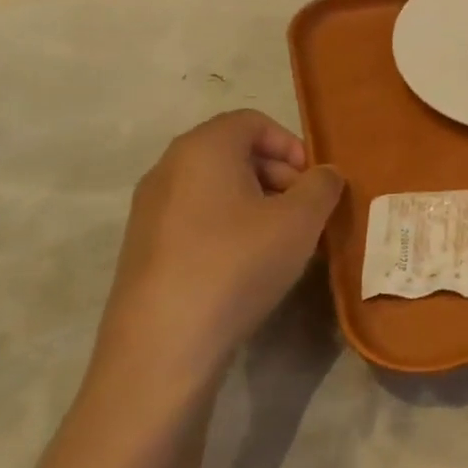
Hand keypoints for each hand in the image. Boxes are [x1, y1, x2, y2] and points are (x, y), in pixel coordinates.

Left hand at [88, 111, 342, 408]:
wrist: (163, 345)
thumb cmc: (237, 264)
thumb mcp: (301, 221)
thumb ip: (322, 186)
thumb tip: (324, 175)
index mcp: (203, 148)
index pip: (252, 121)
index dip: (291, 144)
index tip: (313, 182)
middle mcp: (168, 168)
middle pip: (233, 151)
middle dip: (277, 174)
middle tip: (304, 212)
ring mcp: (149, 210)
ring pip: (215, 187)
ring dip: (256, 202)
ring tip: (281, 241)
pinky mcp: (143, 248)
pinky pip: (196, 217)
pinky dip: (228, 226)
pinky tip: (247, 265)